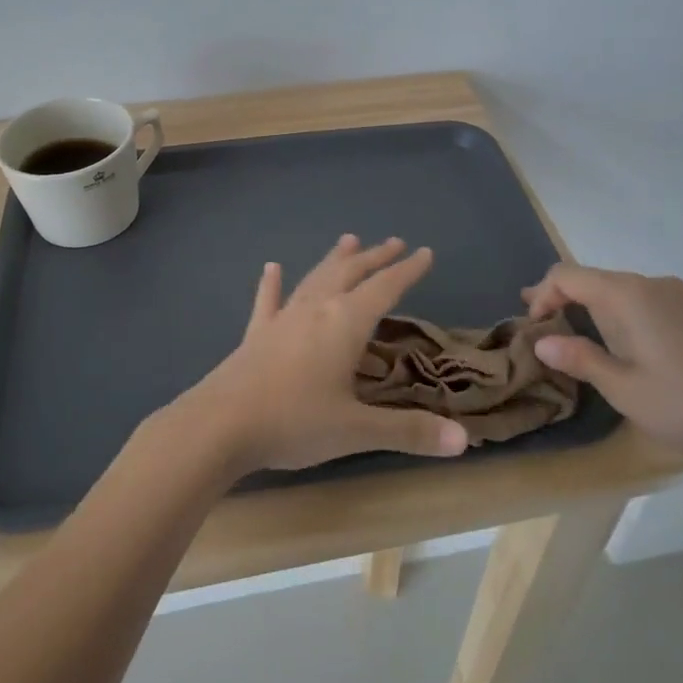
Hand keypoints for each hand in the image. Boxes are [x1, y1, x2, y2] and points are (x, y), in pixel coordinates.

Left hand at [174, 236, 469, 475]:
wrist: (219, 426)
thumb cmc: (295, 423)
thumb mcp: (357, 430)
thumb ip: (408, 432)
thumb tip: (463, 442)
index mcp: (345, 323)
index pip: (385, 289)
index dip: (407, 271)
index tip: (425, 252)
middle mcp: (315, 310)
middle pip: (350, 274)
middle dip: (375, 258)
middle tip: (393, 241)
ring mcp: (282, 320)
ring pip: (314, 279)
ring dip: (334, 260)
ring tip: (348, 240)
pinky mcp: (256, 336)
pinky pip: (267, 302)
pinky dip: (271, 285)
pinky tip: (270, 268)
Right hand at [523, 264, 682, 461]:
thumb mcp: (623, 388)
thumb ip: (579, 359)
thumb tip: (541, 342)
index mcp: (627, 295)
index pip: (567, 275)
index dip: (542, 294)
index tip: (531, 327)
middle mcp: (650, 283)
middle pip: (591, 278)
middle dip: (561, 298)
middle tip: (537, 325)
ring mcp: (676, 295)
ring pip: (616, 289)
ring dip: (588, 306)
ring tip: (569, 333)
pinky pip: (640, 300)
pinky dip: (615, 313)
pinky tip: (616, 341)